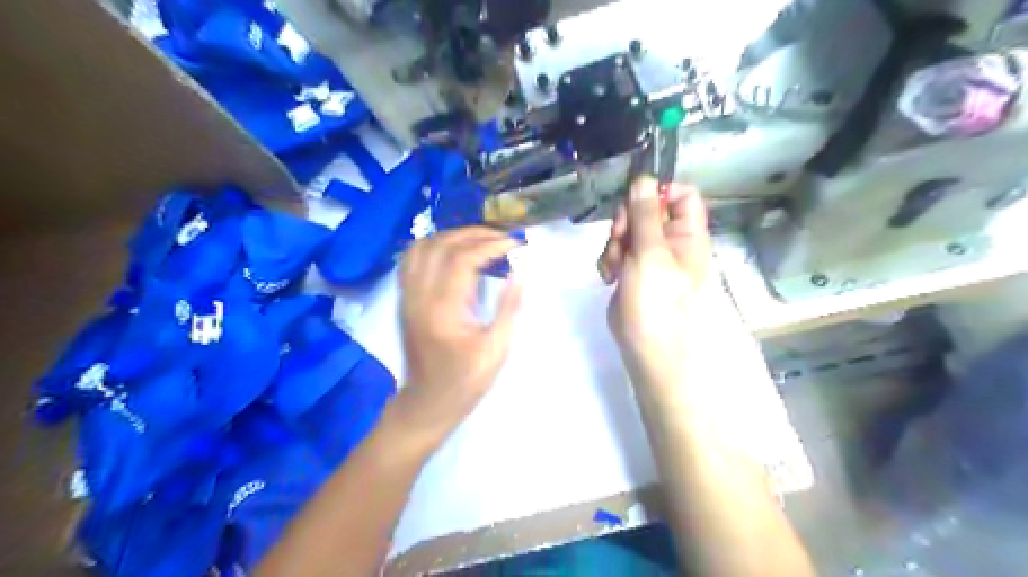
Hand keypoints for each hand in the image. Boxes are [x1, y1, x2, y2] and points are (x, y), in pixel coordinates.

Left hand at [395, 228, 522, 443]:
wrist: (426, 403)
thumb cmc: (465, 381)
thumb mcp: (496, 350)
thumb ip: (509, 308)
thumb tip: (521, 272)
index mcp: (443, 310)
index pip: (463, 259)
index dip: (490, 245)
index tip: (515, 244)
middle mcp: (419, 296)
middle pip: (440, 245)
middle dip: (474, 234)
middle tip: (501, 237)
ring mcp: (406, 296)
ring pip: (421, 247)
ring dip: (451, 236)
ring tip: (479, 240)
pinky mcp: (404, 299)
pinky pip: (411, 260)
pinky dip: (433, 246)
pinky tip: (452, 251)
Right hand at [601, 175, 716, 370]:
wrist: (650, 354)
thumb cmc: (658, 304)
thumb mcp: (651, 255)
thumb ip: (645, 215)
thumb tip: (645, 178)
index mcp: (687, 235)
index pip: (682, 195)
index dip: (659, 192)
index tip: (634, 203)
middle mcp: (671, 243)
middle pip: (647, 211)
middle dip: (627, 223)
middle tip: (619, 240)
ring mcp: (650, 260)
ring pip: (628, 232)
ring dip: (614, 244)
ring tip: (613, 268)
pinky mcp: (632, 275)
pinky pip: (618, 253)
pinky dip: (610, 260)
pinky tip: (608, 277)